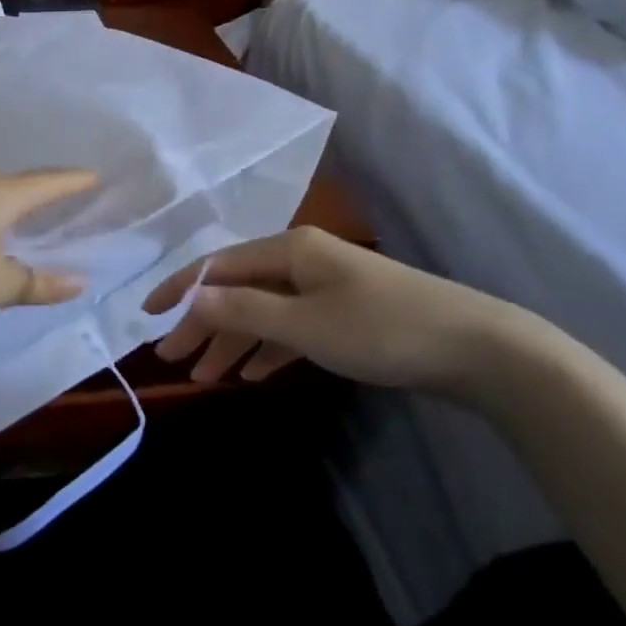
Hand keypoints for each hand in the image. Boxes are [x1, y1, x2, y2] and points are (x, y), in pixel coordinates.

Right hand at [142, 226, 516, 394]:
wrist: (478, 349)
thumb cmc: (381, 329)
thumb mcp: (303, 323)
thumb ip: (243, 309)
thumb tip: (190, 295)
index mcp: (289, 250)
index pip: (219, 265)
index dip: (180, 290)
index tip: (147, 318)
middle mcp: (302, 260)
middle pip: (238, 288)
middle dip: (203, 323)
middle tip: (172, 359)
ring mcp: (326, 287)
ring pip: (263, 311)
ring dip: (233, 341)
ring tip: (205, 376)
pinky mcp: (345, 314)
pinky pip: (292, 327)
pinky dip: (269, 347)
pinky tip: (254, 373)